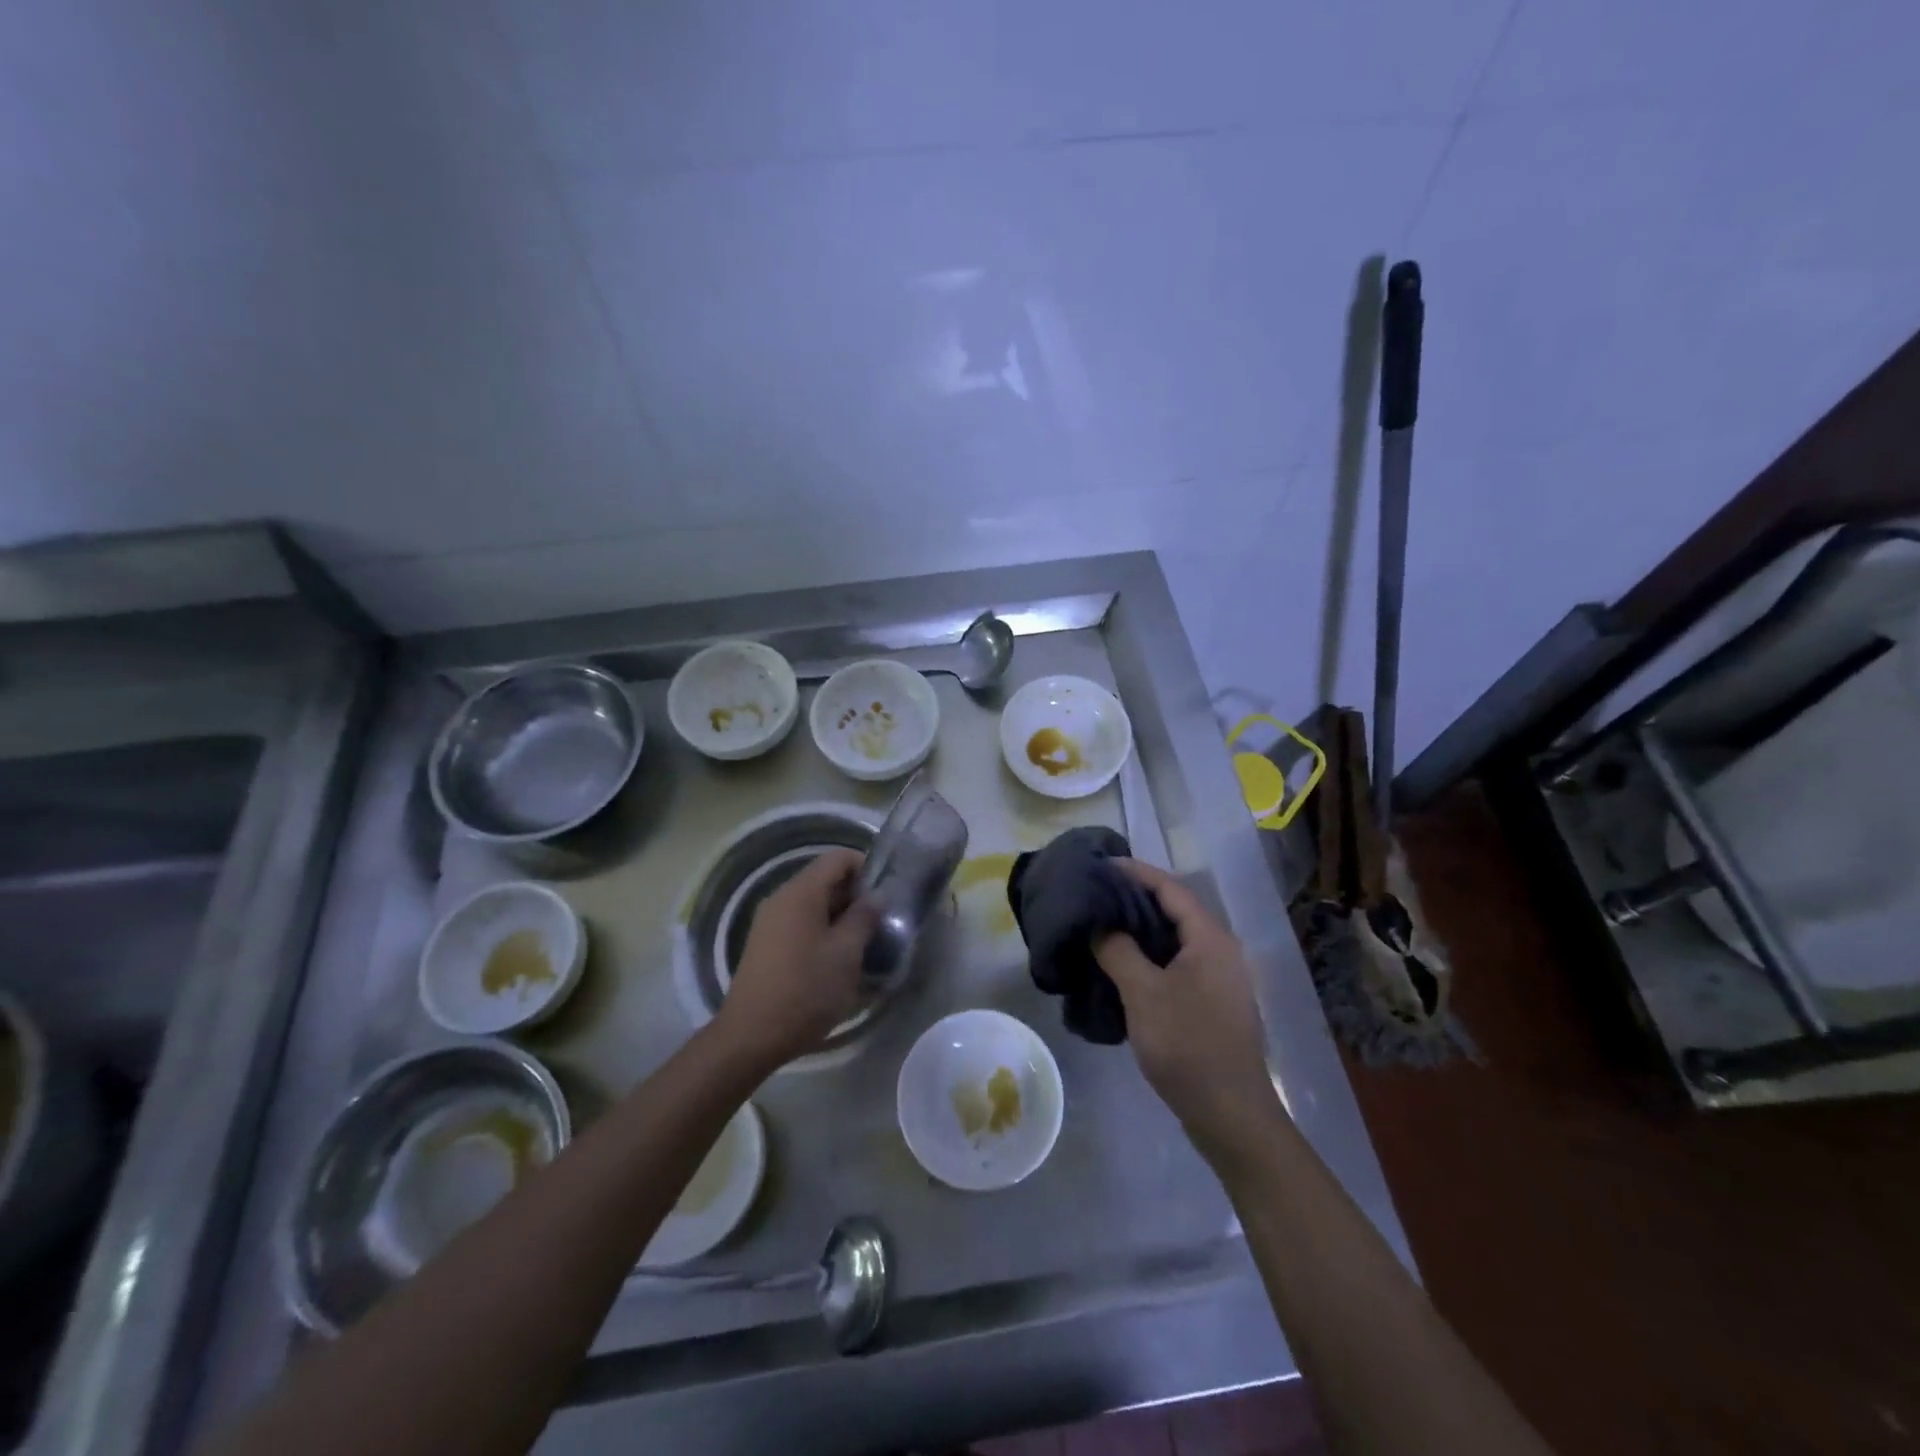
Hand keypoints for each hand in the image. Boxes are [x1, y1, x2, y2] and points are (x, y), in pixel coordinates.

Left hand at [719, 847, 877, 1068]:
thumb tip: (876, 896)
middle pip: (824, 879)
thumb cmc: (805, 990)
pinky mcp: (765, 944)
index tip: (885, 896)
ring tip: (862, 944)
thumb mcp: (846, 954)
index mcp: (801, 892)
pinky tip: (836, 959)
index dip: (866, 868)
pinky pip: (800, 922)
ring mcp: (770, 921)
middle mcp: (781, 898)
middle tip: (879, 923)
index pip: (838, 858)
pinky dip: (822, 930)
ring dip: (840, 916)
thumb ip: (864, 918)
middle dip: (855, 895)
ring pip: (813, 903)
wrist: (751, 1036)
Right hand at [1093, 859, 1279, 1152]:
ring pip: (1174, 937)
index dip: (1135, 872)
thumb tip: (1100, 924)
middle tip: (1094, 893)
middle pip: (1174, 909)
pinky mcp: (1212, 1001)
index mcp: (1210, 938)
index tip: (1100, 864)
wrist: (1230, 1114)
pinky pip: (1176, 962)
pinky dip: (1149, 954)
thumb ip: (1118, 951)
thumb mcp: (1143, 994)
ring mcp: (1219, 977)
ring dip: (1140, 928)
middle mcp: (1220, 949)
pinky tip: (1122, 963)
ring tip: (1101, 924)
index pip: (1170, 888)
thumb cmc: (1187, 1046)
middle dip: (1134, 898)